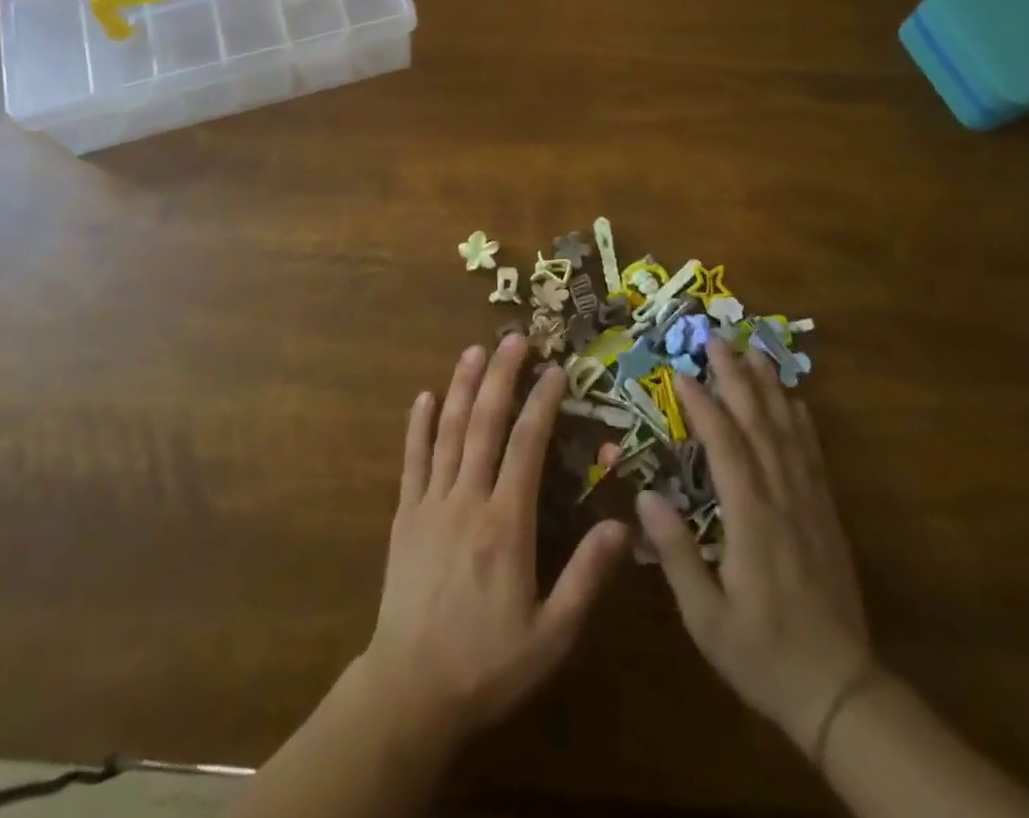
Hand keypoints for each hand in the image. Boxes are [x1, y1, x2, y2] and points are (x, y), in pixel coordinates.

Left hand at [359, 334, 630, 744]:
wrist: (410, 692)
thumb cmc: (487, 664)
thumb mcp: (551, 635)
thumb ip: (586, 578)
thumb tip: (623, 525)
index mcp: (507, 523)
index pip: (527, 445)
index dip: (542, 402)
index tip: (555, 370)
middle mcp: (468, 499)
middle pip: (486, 423)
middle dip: (501, 376)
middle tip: (514, 337)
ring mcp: (431, 503)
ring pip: (449, 431)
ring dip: (463, 387)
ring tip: (474, 350)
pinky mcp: (404, 516)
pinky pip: (412, 460)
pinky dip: (418, 426)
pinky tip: (424, 397)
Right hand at [638, 345, 871, 754]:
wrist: (841, 692)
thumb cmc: (763, 654)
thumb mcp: (706, 617)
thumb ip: (676, 553)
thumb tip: (644, 495)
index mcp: (752, 519)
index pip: (725, 446)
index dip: (703, 405)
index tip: (682, 372)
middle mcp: (783, 499)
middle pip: (759, 424)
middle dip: (737, 377)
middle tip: (716, 339)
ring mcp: (809, 504)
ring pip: (788, 432)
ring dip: (770, 388)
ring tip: (754, 351)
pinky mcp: (825, 515)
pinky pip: (812, 455)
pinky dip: (802, 421)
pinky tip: (794, 401)